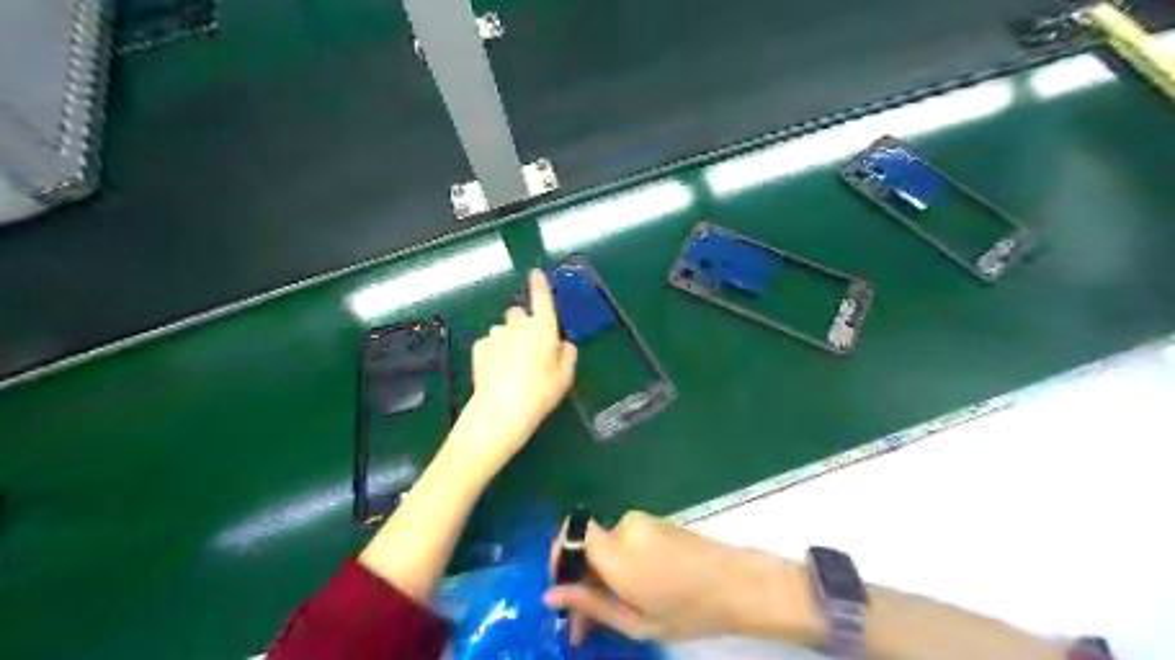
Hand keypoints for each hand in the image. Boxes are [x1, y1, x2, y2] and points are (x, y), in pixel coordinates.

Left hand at [462, 269, 578, 469]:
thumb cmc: (541, 392)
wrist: (502, 409)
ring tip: (511, 367)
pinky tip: (497, 372)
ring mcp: (496, 334)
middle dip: (523, 326)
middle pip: (520, 315)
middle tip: (529, 350)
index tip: (535, 273)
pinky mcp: (479, 346)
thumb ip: (568, 354)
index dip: (540, 284)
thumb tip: (563, 343)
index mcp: (543, 328)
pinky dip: (494, 352)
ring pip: (504, 330)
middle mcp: (519, 324)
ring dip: (508, 341)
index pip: (542, 298)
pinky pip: (490, 343)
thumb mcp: (566, 376)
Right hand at [545, 510, 814, 644]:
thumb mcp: (636, 621)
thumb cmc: (689, 610)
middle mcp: (624, 527)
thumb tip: (551, 595)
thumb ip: (591, 604)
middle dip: (581, 580)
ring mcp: (642, 521)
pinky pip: (624, 541)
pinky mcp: (655, 522)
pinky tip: (632, 591)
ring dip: (601, 575)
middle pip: (586, 546)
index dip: (560, 560)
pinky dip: (620, 564)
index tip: (563, 592)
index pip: (570, 535)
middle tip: (584, 623)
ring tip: (613, 613)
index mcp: (617, 552)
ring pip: (605, 546)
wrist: (739, 583)